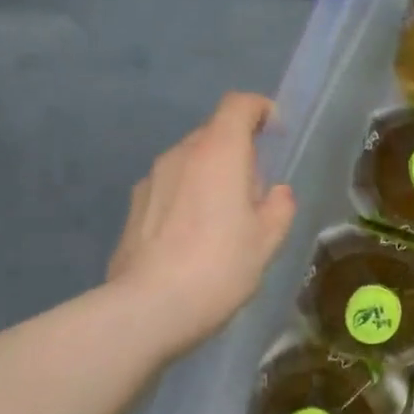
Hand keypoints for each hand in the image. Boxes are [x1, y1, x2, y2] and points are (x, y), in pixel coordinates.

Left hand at [107, 93, 295, 353]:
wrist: (150, 307)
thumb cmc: (220, 266)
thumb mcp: (268, 240)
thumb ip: (279, 207)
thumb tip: (276, 193)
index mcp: (218, 152)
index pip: (238, 105)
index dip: (260, 110)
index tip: (275, 133)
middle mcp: (180, 154)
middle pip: (213, 134)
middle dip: (238, 152)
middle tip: (256, 193)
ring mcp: (151, 179)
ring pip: (189, 162)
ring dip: (210, 177)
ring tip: (223, 221)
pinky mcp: (133, 207)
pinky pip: (170, 188)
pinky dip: (187, 198)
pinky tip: (193, 239)